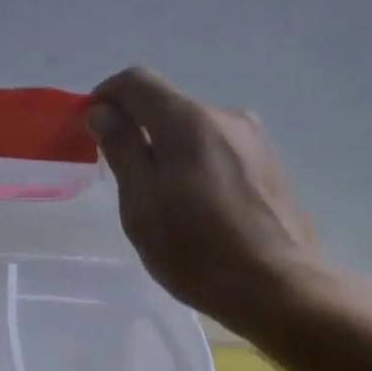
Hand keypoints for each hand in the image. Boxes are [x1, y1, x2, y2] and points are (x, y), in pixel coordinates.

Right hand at [86, 68, 329, 340]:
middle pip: (166, 104)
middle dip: (135, 127)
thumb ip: (121, 149)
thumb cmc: (198, 251)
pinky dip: (193, 162)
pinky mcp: (268, 163)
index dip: (105, 96)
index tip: (89, 128)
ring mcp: (253, 139)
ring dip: (166, 148)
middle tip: (120, 177)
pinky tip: (195, 206)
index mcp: (188, 121)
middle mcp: (225, 116)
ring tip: (160, 199)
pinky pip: (217, 147)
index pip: (136, 81)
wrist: (282, 289)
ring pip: (192, 128)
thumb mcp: (141, 204)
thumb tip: (102, 111)